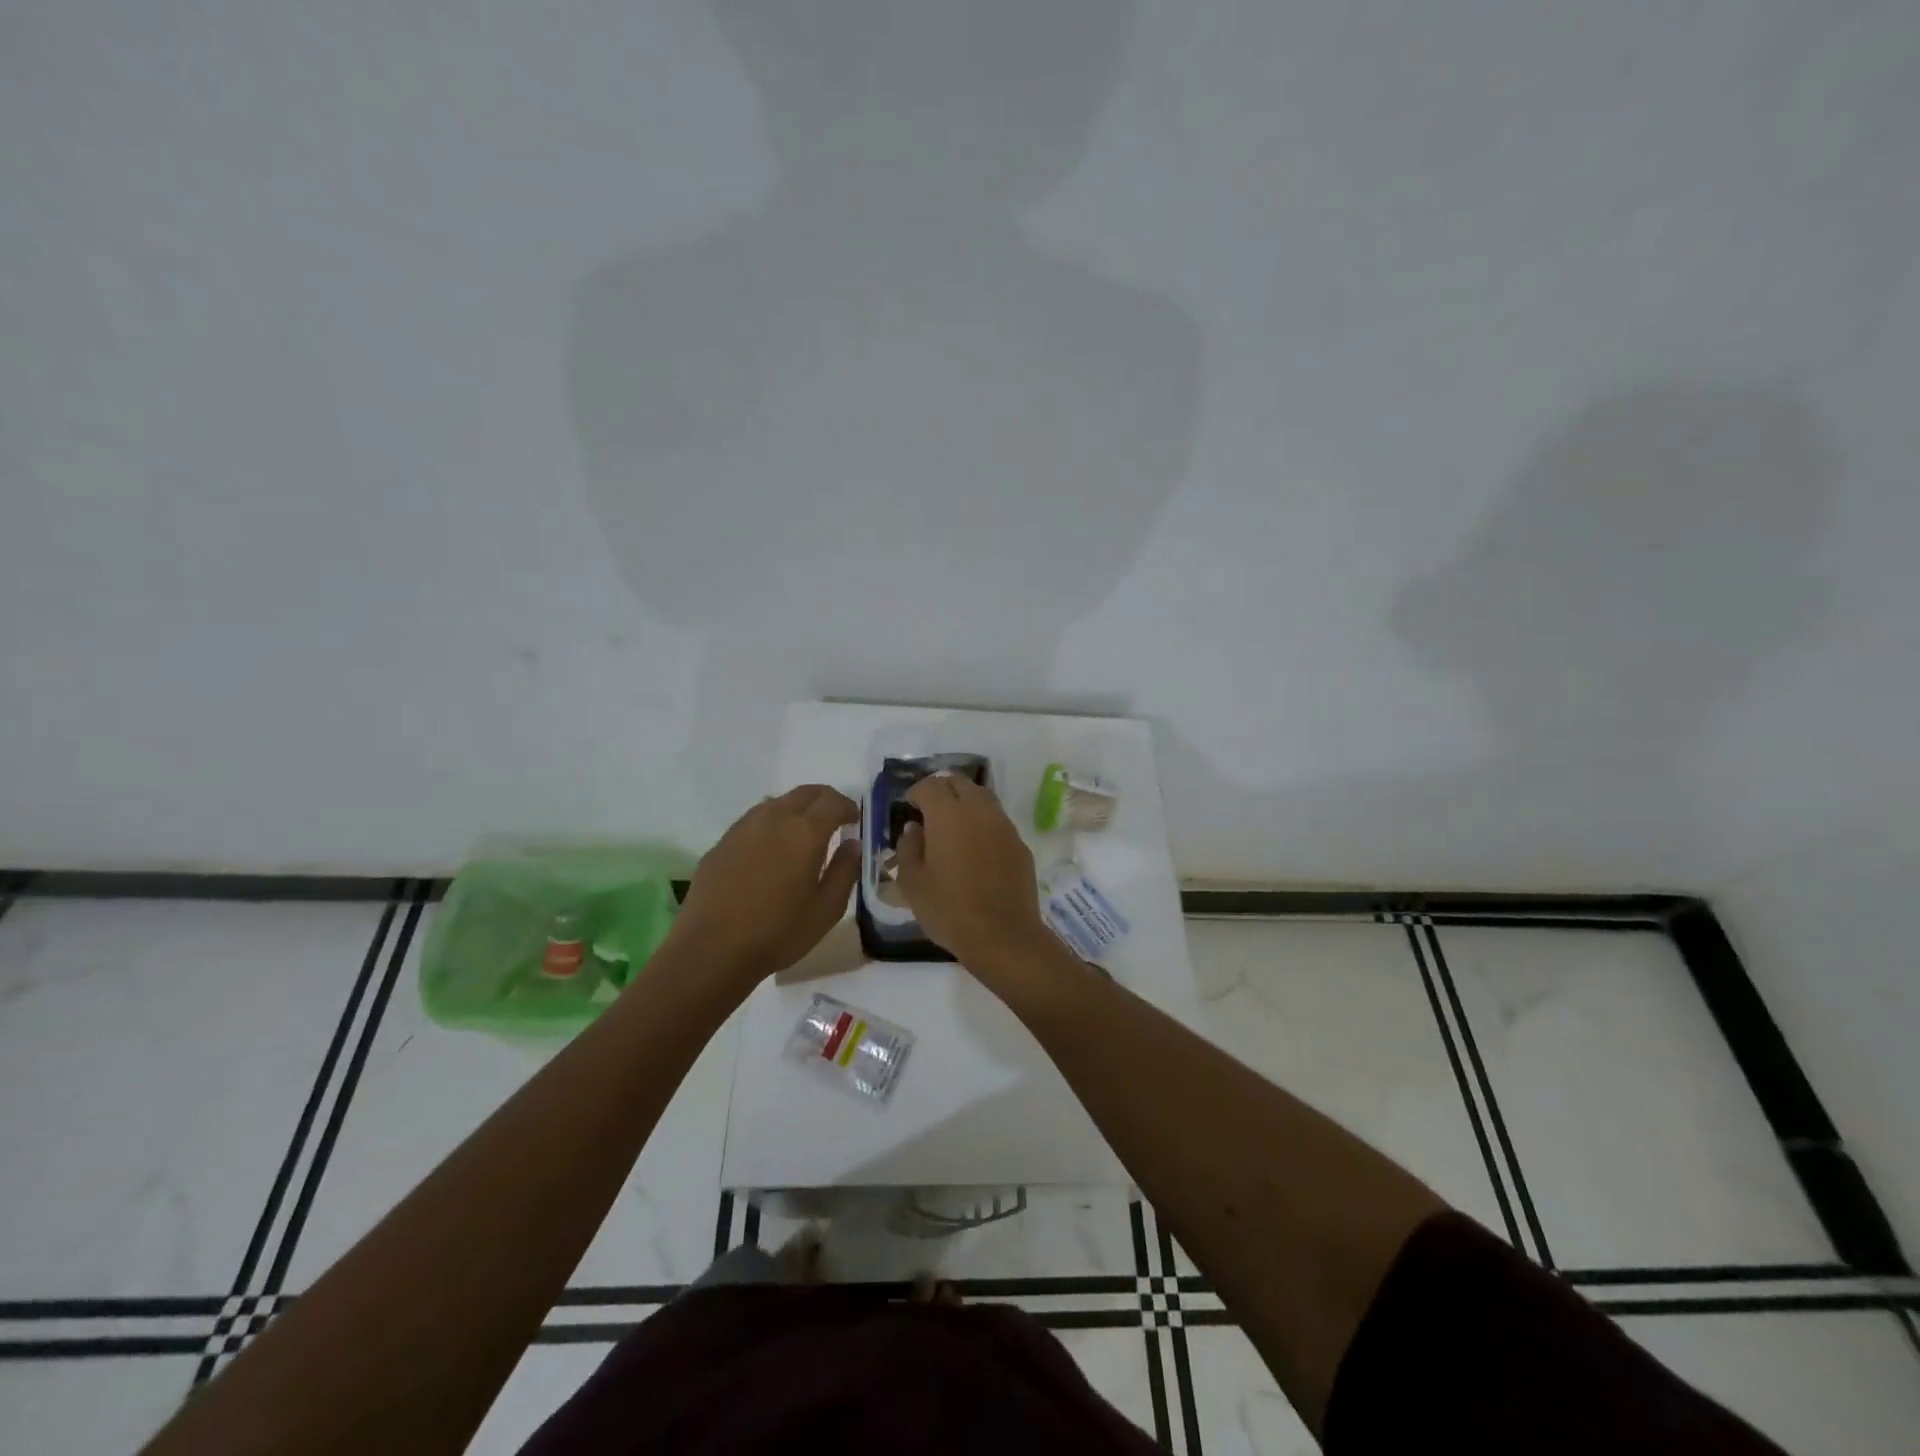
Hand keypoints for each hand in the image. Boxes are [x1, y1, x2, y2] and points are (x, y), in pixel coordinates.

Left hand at [670, 785, 860, 987]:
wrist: (711, 950)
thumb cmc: (779, 932)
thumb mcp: (827, 909)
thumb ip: (845, 871)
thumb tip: (852, 844)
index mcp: (805, 831)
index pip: (832, 801)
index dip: (848, 807)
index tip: (854, 821)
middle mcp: (773, 818)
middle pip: (805, 793)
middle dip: (824, 800)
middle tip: (834, 819)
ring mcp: (743, 828)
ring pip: (776, 802)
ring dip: (796, 809)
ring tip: (802, 834)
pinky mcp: (721, 843)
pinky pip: (753, 820)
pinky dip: (771, 824)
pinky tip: (770, 850)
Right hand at [895, 773, 1053, 978]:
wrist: (1003, 936)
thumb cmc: (949, 910)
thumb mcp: (912, 883)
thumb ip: (908, 848)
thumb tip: (914, 829)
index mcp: (948, 814)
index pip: (930, 785)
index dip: (916, 792)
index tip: (908, 807)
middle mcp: (978, 810)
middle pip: (959, 782)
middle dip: (941, 790)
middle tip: (929, 811)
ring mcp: (1004, 825)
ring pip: (982, 797)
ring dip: (965, 802)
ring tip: (952, 826)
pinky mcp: (1019, 843)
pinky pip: (997, 820)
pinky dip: (983, 822)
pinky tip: (976, 847)